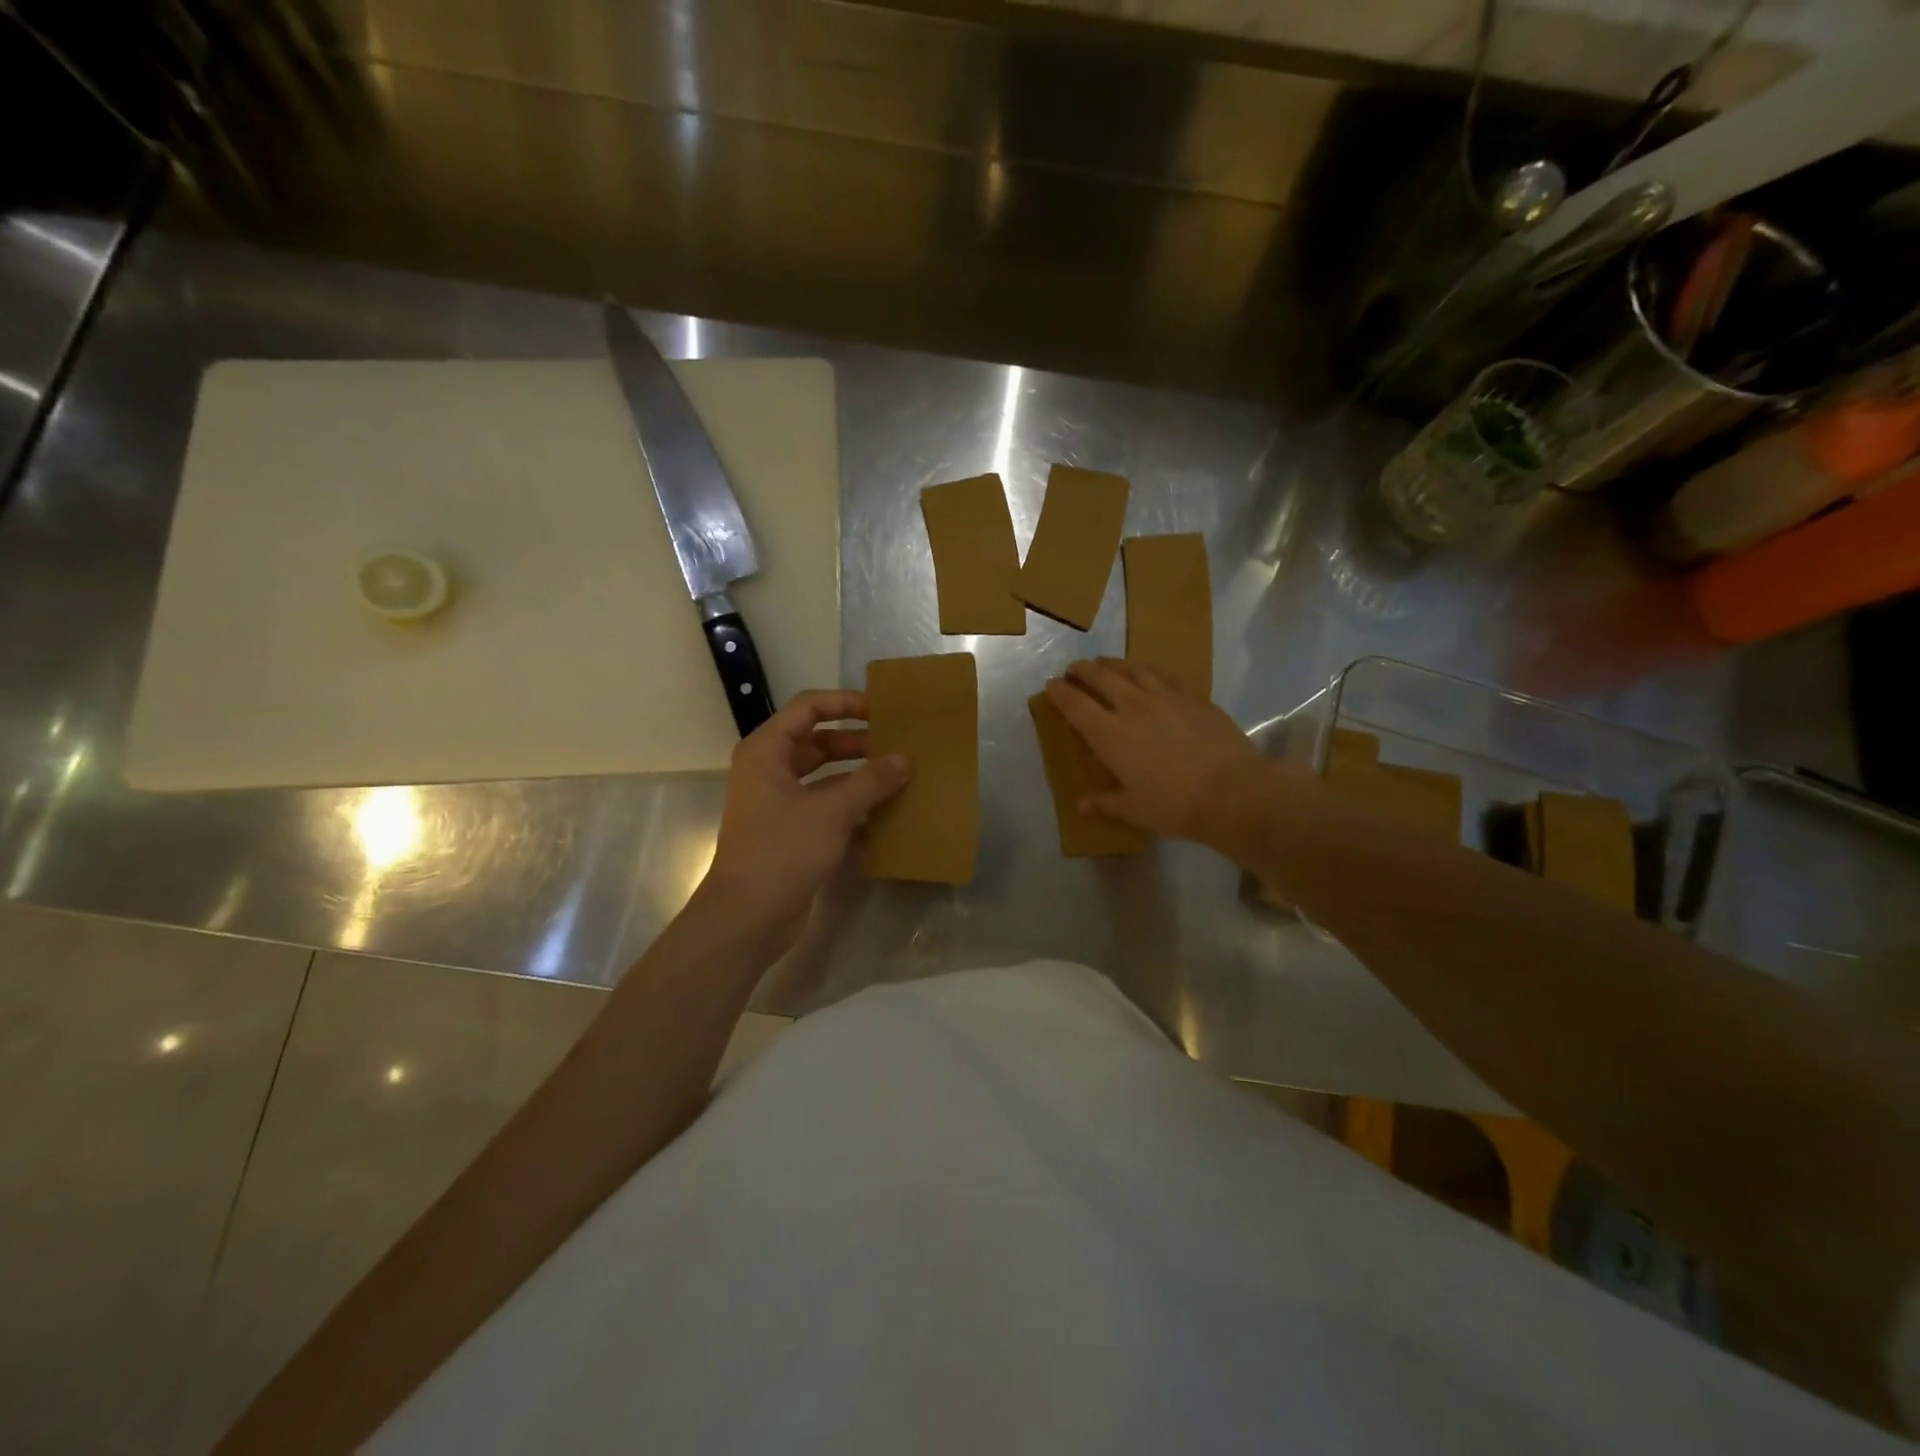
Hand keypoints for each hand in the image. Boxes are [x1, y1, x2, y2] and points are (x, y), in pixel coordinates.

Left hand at [699, 690, 908, 949]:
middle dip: (857, 742)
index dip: (845, 703)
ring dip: (858, 776)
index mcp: (767, 752)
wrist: (747, 917)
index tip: (881, 710)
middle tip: (897, 745)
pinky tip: (886, 813)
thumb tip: (903, 759)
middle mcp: (769, 771)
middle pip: (817, 742)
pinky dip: (852, 806)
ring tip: (898, 776)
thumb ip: (870, 782)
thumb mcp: (831, 811)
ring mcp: (779, 803)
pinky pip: (825, 806)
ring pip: (824, 776)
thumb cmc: (783, 851)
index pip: (808, 708)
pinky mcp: (790, 832)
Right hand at [1045, 659, 1261, 841]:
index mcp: (1109, 734)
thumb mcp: (1134, 810)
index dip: (1060, 692)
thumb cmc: (1174, 805)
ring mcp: (1165, 697)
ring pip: (1133, 670)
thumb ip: (1106, 803)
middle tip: (1075, 668)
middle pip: (1101, 677)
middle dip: (1083, 670)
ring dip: (1114, 664)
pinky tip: (1150, 674)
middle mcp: (1132, 707)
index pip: (1076, 705)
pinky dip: (1149, 671)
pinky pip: (1165, 676)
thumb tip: (1081, 805)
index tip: (1051, 684)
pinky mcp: (1193, 697)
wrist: (1232, 790)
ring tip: (1106, 664)